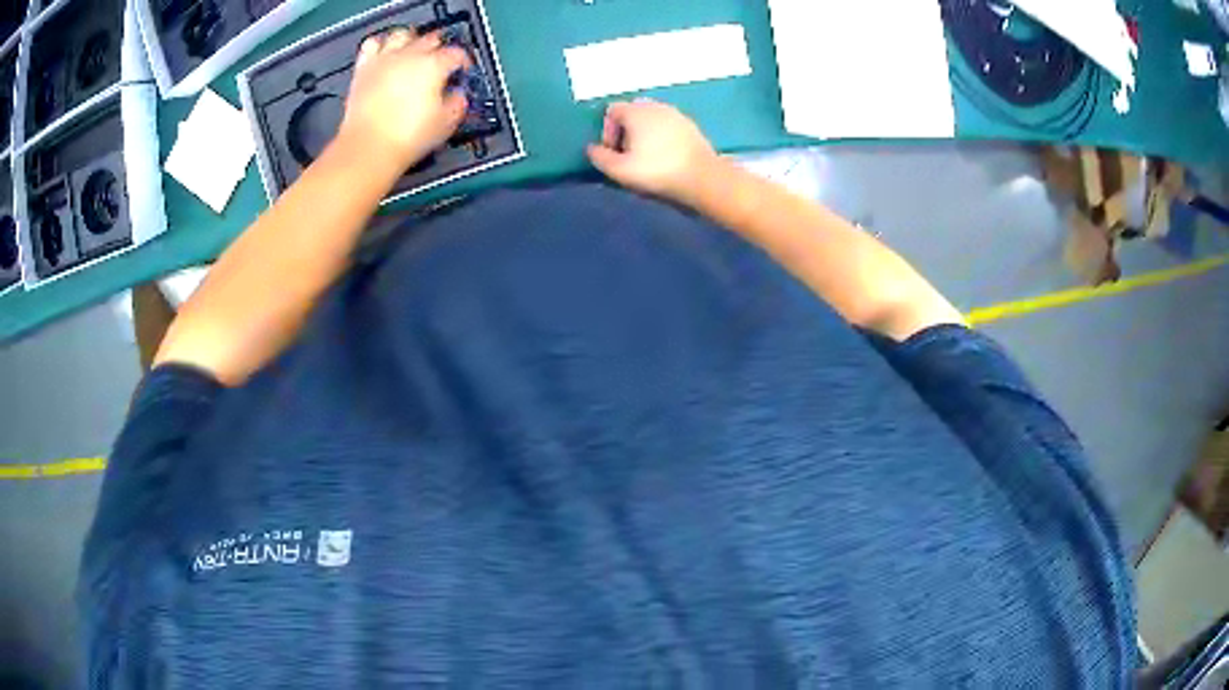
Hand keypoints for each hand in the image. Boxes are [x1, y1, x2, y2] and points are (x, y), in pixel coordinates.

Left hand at [337, 28, 470, 169]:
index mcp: (434, 65)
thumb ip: (457, 102)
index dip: (463, 62)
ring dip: (410, 40)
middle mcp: (410, 55)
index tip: (462, 71)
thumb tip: (458, 95)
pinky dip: (379, 45)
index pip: (457, 53)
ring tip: (412, 52)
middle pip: (431, 38)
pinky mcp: (363, 69)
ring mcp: (385, 59)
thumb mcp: (446, 123)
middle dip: (439, 48)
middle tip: (441, 62)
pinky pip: (371, 44)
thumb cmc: (407, 137)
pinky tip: (383, 54)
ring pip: (401, 34)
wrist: (368, 148)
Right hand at [586, 100, 719, 203]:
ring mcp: (676, 114)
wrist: (702, 177)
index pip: (612, 110)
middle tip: (628, 155)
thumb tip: (592, 149)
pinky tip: (666, 157)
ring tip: (647, 158)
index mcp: (636, 111)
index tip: (614, 152)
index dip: (607, 130)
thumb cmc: (657, 171)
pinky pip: (667, 126)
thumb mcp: (619, 170)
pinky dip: (662, 137)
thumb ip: (600, 157)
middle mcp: (655, 105)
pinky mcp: (691, 125)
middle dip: (625, 131)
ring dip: (644, 134)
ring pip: (651, 119)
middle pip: (632, 113)